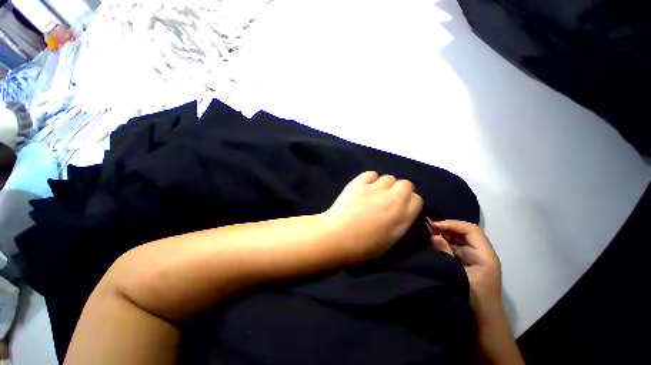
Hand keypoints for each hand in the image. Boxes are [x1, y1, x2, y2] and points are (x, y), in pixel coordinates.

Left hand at [323, 171, 422, 263]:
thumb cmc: (362, 246)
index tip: (401, 206)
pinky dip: (370, 178)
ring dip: (385, 184)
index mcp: (402, 217)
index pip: (416, 200)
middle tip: (389, 198)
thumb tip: (402, 212)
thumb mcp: (389, 241)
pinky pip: (371, 174)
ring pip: (389, 177)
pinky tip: (365, 186)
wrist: (336, 237)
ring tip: (375, 193)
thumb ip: (400, 223)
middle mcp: (392, 199)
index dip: (409, 202)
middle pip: (406, 184)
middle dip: (400, 190)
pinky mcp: (358, 183)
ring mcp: (374, 189)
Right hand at [430, 220, 501, 322]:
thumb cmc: (475, 301)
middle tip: (427, 229)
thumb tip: (433, 236)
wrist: (483, 323)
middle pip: (465, 233)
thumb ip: (446, 254)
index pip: (471, 230)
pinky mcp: (467, 264)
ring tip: (428, 235)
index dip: (452, 224)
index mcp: (485, 256)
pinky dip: (445, 244)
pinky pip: (456, 248)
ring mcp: (474, 259)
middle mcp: (481, 254)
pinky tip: (433, 244)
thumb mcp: (459, 276)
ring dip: (444, 236)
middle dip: (446, 228)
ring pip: (460, 240)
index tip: (434, 226)